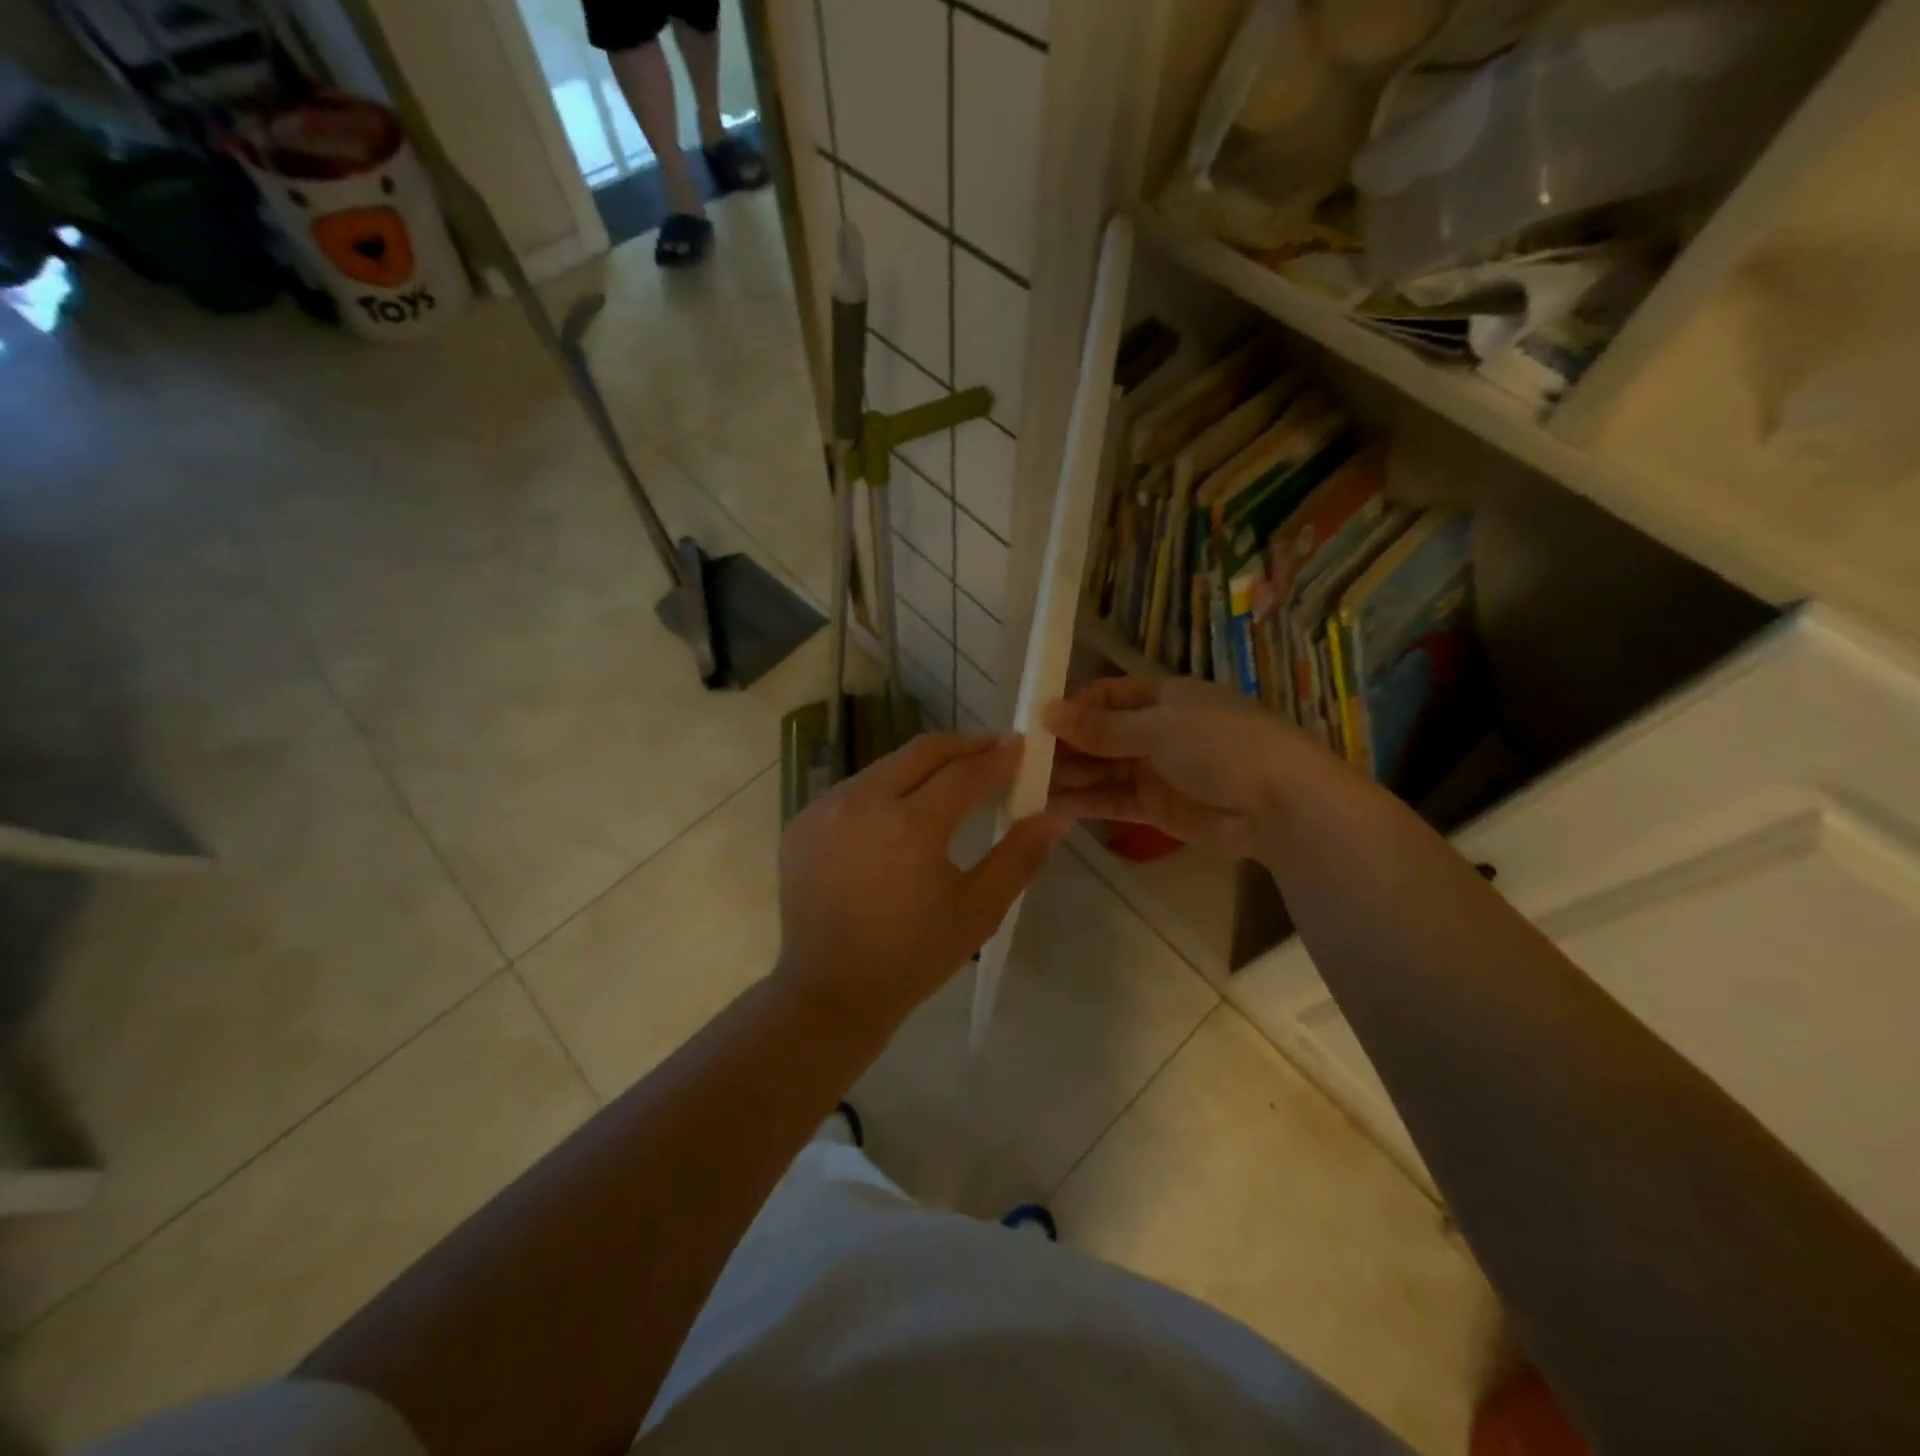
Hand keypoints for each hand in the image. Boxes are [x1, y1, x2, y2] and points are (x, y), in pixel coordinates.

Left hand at [776, 733, 1068, 1037]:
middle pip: (923, 751)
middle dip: (964, 746)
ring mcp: (825, 808)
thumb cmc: (912, 958)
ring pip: (886, 765)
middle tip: (994, 751)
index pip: (964, 772)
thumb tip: (1056, 814)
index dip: (998, 757)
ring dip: (924, 766)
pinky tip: (903, 810)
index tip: (1022, 746)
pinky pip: (855, 788)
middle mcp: (862, 802)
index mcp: (909, 827)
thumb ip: (1019, 857)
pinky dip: (887, 788)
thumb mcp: (977, 912)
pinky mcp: (803, 820)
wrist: (829, 993)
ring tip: (953, 780)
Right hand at [1045, 676, 1316, 858]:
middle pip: (1100, 734)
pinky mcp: (1156, 806)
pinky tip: (1052, 805)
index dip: (1073, 708)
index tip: (1037, 724)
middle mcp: (1156, 730)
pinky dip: (1085, 801)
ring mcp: (1156, 769)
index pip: (1106, 696)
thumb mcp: (1158, 728)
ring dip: (1069, 775)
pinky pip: (1113, 799)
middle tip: (1023, 761)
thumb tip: (1048, 710)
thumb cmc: (1221, 747)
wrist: (1279, 806)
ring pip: (1102, 769)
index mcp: (1163, 697)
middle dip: (1065, 746)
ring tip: (1027, 785)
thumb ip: (1102, 727)